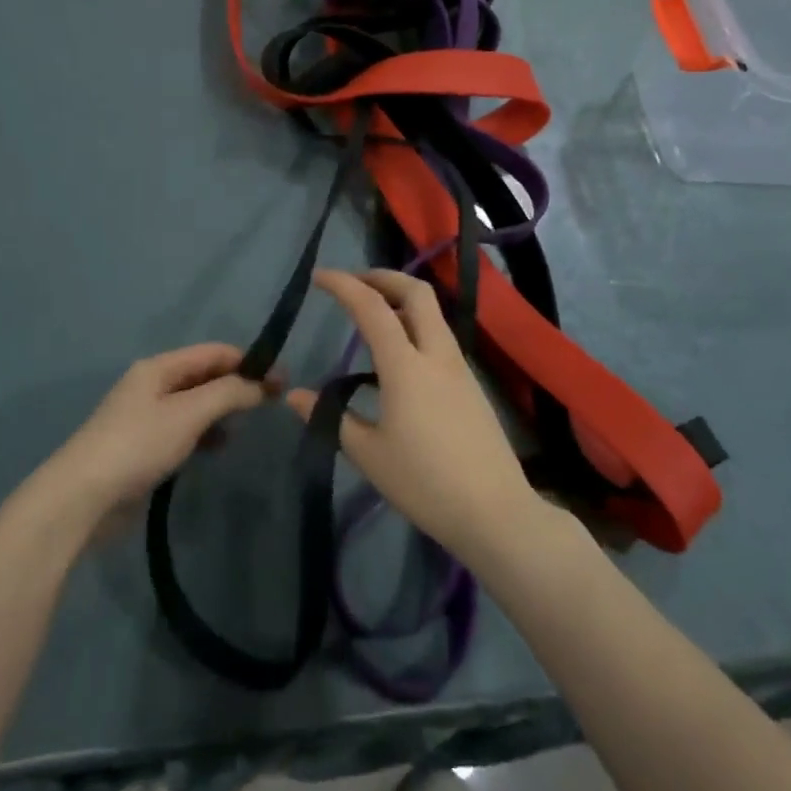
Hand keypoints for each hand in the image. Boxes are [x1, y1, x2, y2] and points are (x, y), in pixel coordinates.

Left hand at [39, 344, 268, 534]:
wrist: (82, 498)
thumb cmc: (138, 445)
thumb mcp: (189, 413)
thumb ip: (229, 393)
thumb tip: (262, 384)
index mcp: (159, 367)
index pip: (213, 352)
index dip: (248, 362)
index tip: (280, 380)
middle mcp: (152, 385)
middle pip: (204, 376)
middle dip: (237, 386)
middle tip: (272, 404)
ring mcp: (146, 417)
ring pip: (195, 404)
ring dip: (222, 411)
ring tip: (245, 428)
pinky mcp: (144, 447)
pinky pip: (184, 430)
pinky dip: (205, 434)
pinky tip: (218, 448)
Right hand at [284, 269, 542, 566]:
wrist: (495, 512)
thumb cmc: (425, 484)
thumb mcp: (369, 455)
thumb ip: (331, 418)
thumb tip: (295, 396)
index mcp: (406, 367)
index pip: (372, 308)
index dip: (343, 285)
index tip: (319, 277)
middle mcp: (436, 354)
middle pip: (416, 292)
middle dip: (383, 277)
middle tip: (354, 284)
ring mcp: (459, 367)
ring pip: (432, 312)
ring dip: (401, 298)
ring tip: (372, 313)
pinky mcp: (471, 383)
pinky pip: (439, 336)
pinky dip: (415, 324)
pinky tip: (399, 353)